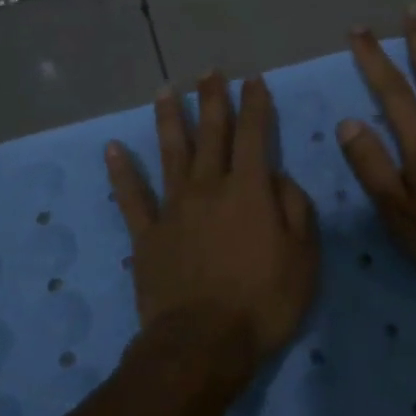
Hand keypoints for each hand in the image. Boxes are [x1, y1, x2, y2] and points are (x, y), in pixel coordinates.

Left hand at [106, 74, 319, 370]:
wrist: (202, 344)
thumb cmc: (263, 302)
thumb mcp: (303, 258)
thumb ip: (297, 210)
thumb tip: (281, 178)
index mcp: (248, 191)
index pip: (253, 135)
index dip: (255, 105)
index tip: (253, 81)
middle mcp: (208, 188)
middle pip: (211, 134)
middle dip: (213, 100)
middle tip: (210, 72)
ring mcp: (173, 209)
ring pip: (170, 153)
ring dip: (169, 120)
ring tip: (166, 90)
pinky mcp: (147, 235)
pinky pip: (131, 197)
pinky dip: (121, 172)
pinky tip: (112, 148)